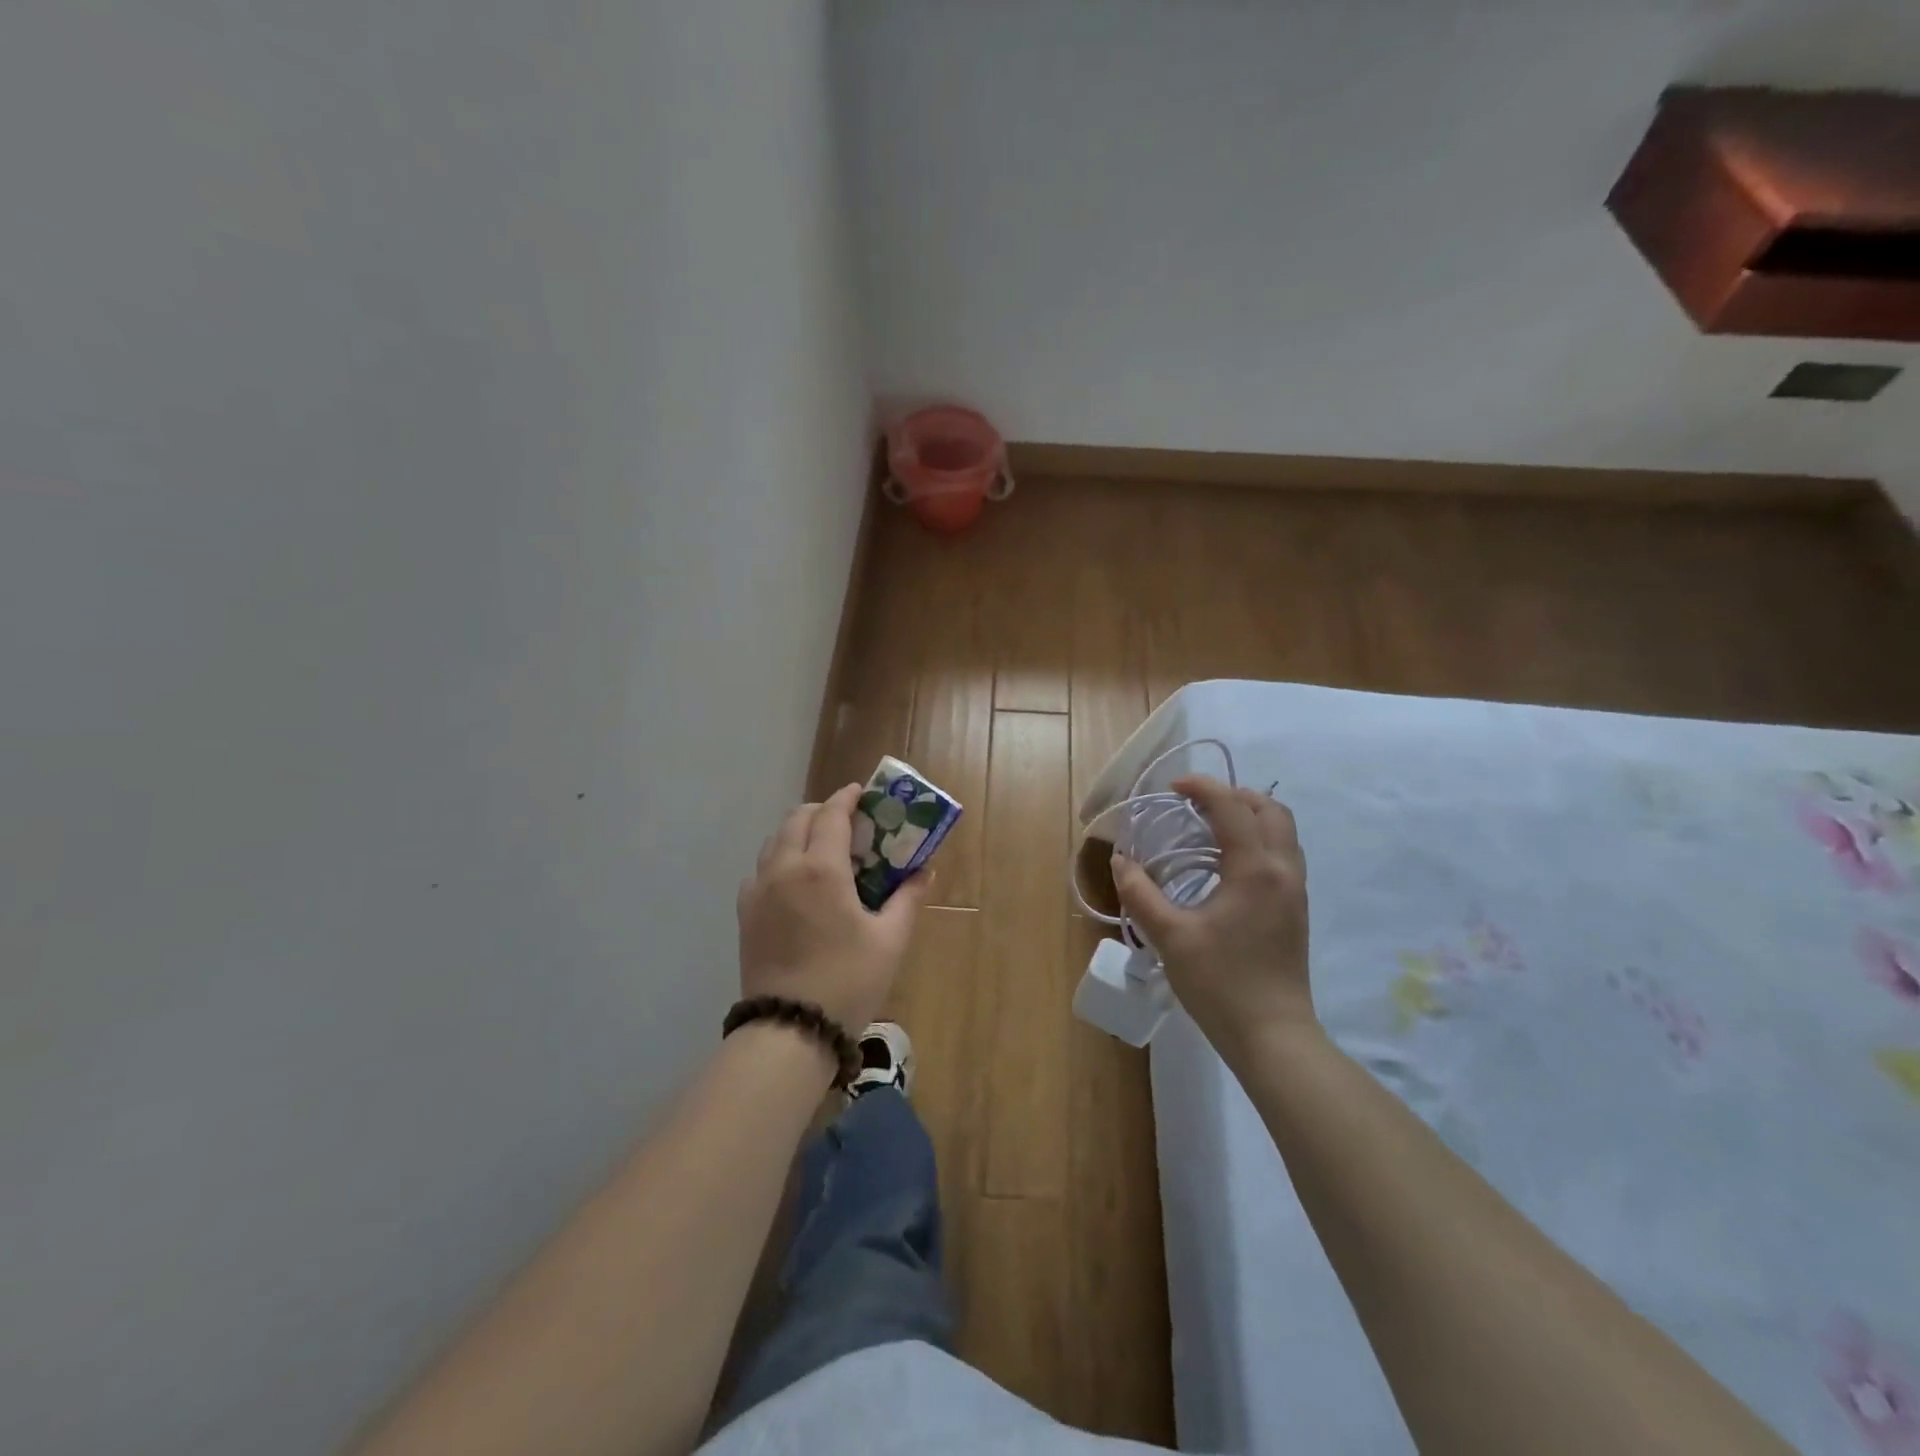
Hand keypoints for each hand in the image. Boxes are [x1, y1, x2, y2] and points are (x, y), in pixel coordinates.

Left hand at [737, 782, 931, 1033]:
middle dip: (822, 811)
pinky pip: (760, 869)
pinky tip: (796, 884)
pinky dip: (779, 860)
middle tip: (847, 823)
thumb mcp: (890, 940)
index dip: (848, 798)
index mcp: (821, 869)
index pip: (832, 814)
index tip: (862, 793)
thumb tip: (924, 872)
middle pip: (798, 818)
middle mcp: (784, 868)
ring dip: (798, 833)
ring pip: (775, 841)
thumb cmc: (848, 980)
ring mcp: (759, 890)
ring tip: (822, 851)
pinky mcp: (745, 913)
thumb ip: (908, 898)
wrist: (790, 1030)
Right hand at [1111, 775, 1312, 1056]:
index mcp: (1255, 870)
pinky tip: (1227, 865)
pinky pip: (1283, 855)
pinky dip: (1258, 841)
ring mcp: (1295, 892)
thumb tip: (1121, 861)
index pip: (1232, 807)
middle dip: (1234, 796)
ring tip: (1210, 828)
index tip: (1173, 788)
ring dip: (1250, 817)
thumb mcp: (1170, 937)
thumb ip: (1140, 893)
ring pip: (1283, 832)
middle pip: (1270, 810)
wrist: (1272, 1037)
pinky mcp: (1296, 910)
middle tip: (1196, 804)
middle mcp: (1283, 871)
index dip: (1202, 787)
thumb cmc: (1220, 984)